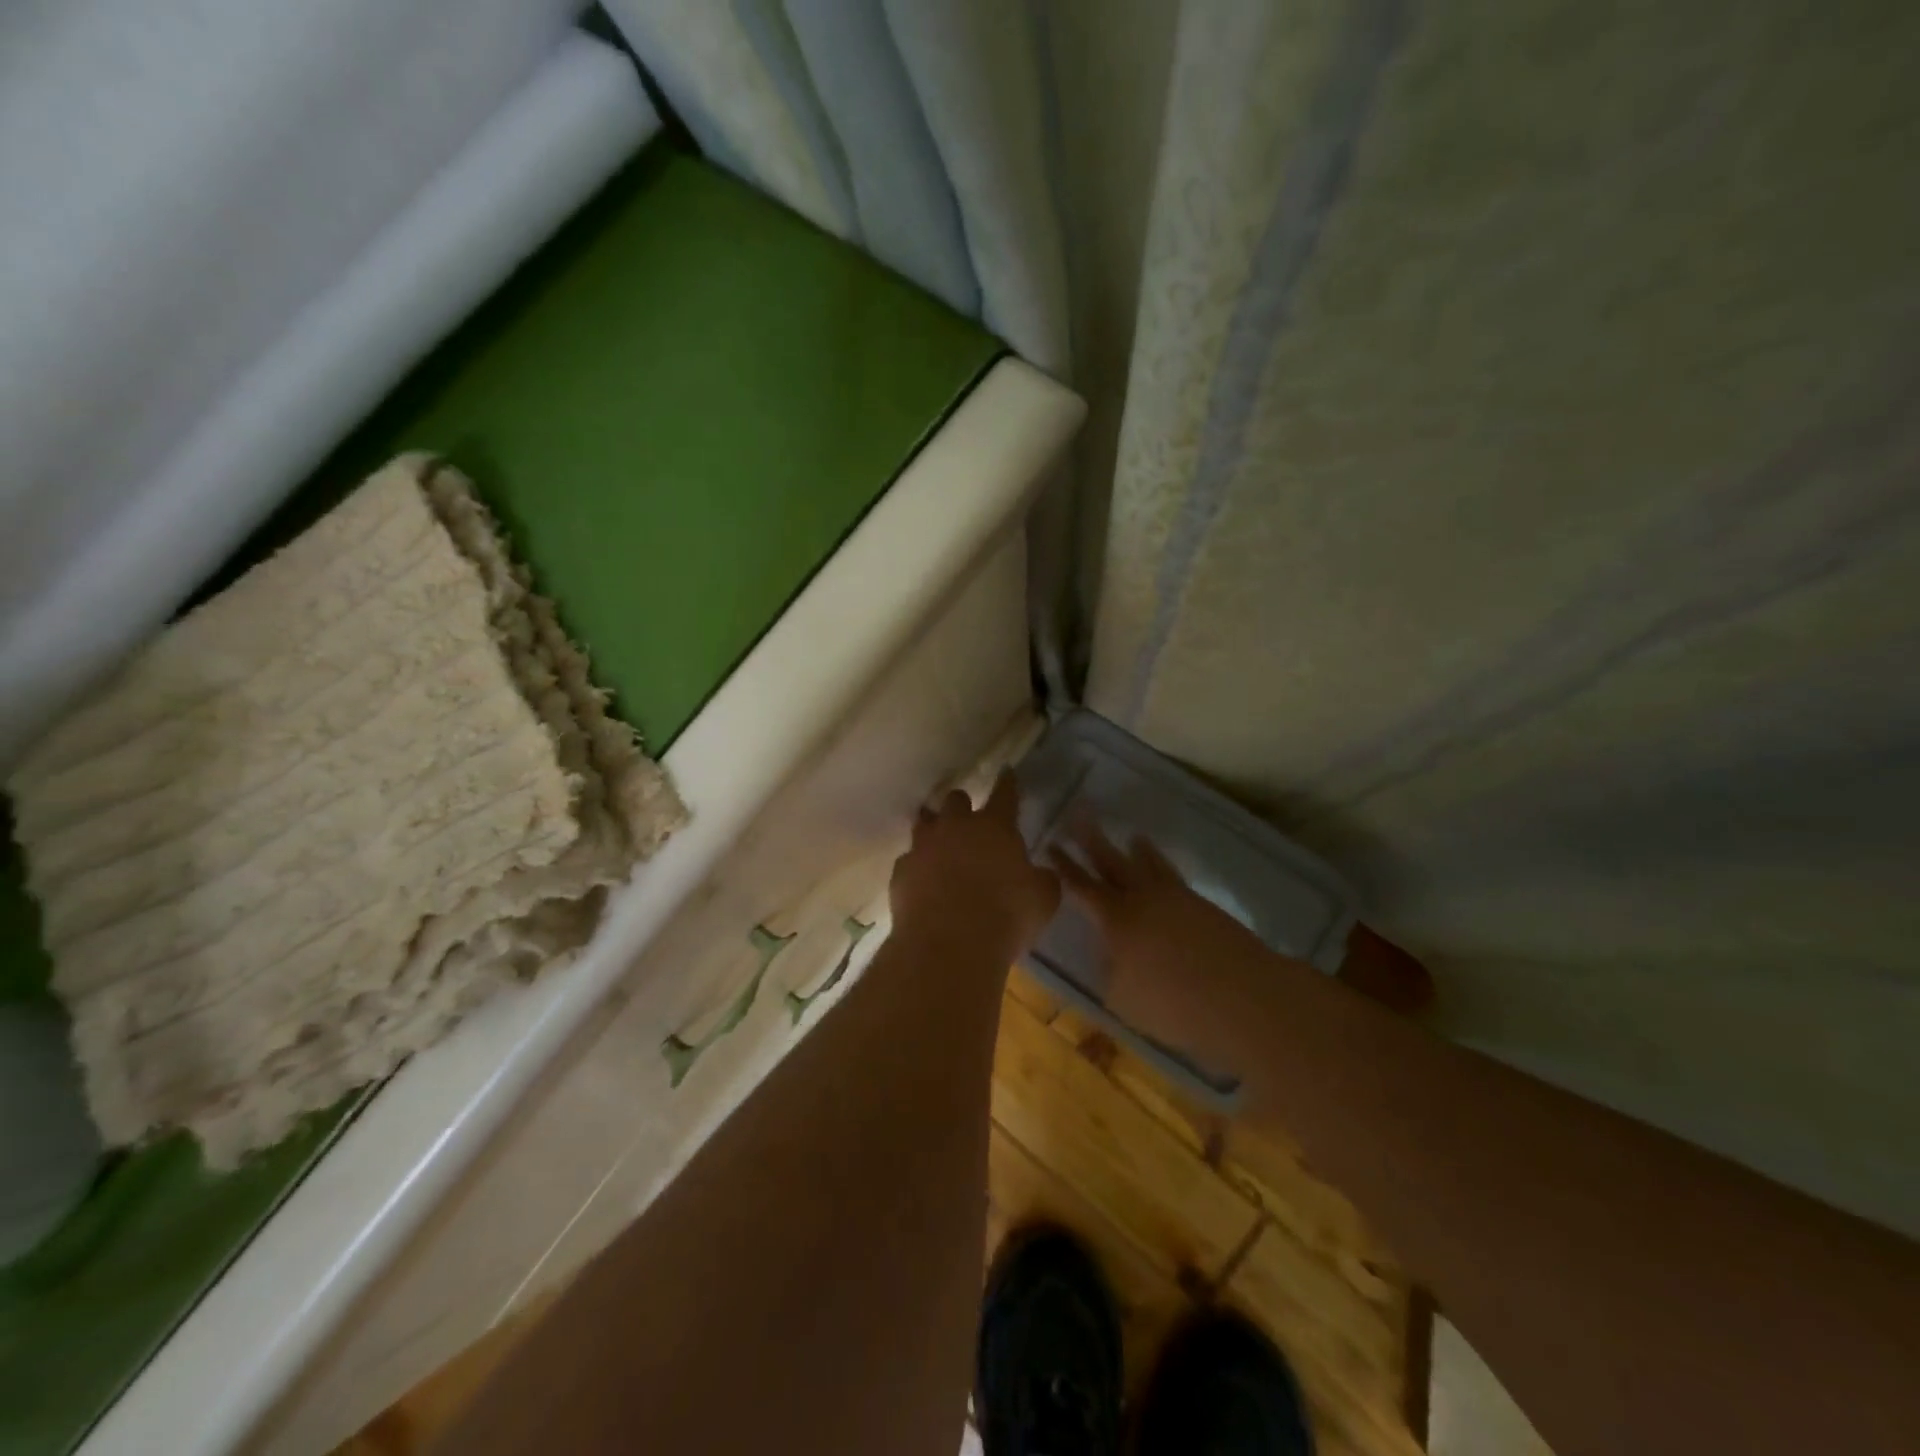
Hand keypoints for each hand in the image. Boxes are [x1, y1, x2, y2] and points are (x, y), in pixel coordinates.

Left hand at [889, 772, 1059, 960]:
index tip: (1007, 772)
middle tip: (968, 819)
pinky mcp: (901, 871)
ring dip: (934, 828)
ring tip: (938, 840)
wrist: (948, 945)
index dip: (1008, 783)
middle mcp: (956, 827)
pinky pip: (909, 859)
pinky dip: (918, 865)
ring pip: (925, 823)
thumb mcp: (1042, 899)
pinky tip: (923, 880)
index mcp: (995, 827)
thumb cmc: (1006, 917)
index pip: (1005, 794)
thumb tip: (1039, 874)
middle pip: (955, 800)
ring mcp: (923, 847)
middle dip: (962, 805)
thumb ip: (1041, 880)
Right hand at [1052, 825, 1280, 1071]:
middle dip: (1090, 839)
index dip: (1063, 866)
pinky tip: (1158, 864)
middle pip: (1110, 861)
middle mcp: (1141, 899)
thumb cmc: (1176, 1007)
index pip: (1081, 887)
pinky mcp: (1200, 904)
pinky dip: (1160, 863)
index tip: (1050, 844)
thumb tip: (1107, 955)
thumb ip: (1109, 972)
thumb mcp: (1124, 999)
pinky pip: (1171, 874)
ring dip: (1132, 848)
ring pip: (1146, 863)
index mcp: (1115, 921)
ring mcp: (1174, 897)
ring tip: (1128, 835)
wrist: (1244, 998)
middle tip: (1077, 814)